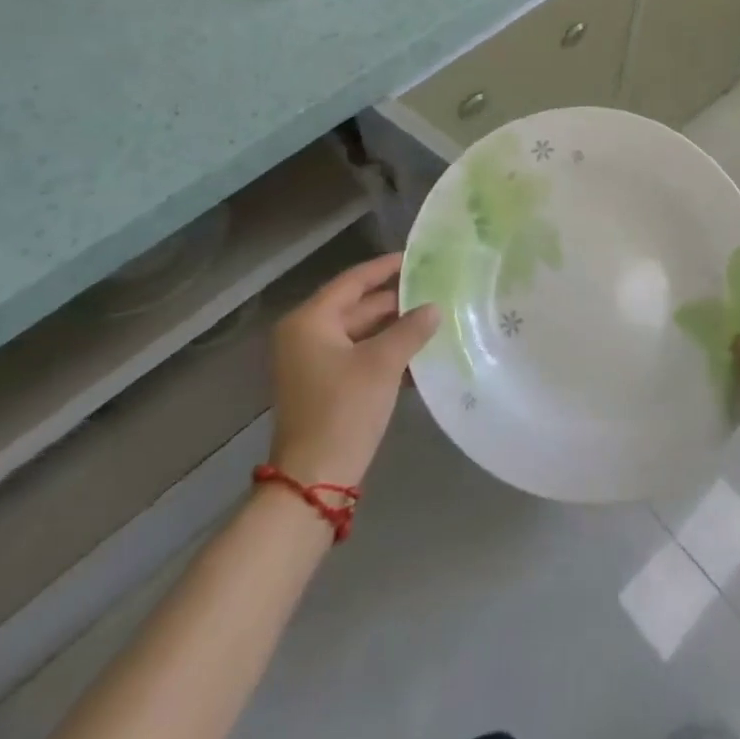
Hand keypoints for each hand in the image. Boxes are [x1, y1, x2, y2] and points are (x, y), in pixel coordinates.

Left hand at [267, 254, 438, 488]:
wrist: (314, 481)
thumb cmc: (344, 409)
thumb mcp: (383, 364)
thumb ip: (411, 329)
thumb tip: (434, 307)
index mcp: (310, 321)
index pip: (353, 281)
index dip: (385, 267)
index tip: (415, 257)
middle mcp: (305, 335)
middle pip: (356, 307)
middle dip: (395, 302)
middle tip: (433, 290)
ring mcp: (311, 363)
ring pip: (360, 334)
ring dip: (393, 330)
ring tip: (433, 320)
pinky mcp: (322, 387)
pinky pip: (357, 356)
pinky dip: (384, 354)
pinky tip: (417, 357)